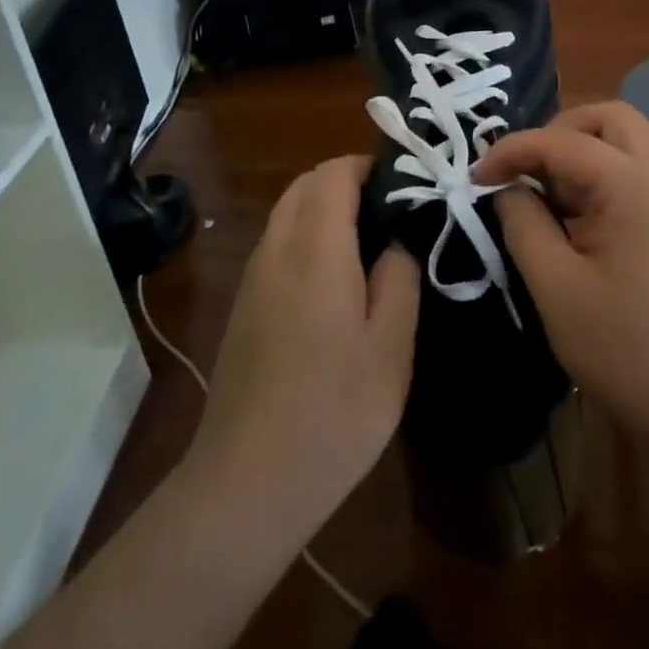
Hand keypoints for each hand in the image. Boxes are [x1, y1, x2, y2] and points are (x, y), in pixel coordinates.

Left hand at [184, 156, 420, 535]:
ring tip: (368, 241)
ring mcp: (253, 277)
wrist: (247, 483)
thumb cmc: (333, 414)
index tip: (404, 183)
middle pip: (305, 184)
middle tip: (390, 210)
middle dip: (346, 180)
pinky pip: (276, 242)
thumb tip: (396, 240)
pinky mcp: (244, 304)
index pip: (333, 174)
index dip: (368, 166)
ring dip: (323, 206)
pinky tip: (333, 278)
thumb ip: (399, 279)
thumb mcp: (391, 349)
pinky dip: (305, 233)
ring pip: (287, 211)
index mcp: (315, 250)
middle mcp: (276, 250)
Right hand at [474, 103, 648, 466]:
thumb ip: (523, 225)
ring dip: (586, 153)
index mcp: (635, 185)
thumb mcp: (557, 290)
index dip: (511, 152)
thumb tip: (509, 189)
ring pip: (631, 141)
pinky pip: (647, 171)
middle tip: (528, 176)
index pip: (561, 141)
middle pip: (608, 118)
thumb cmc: (634, 352)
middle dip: (558, 134)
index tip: (476, 179)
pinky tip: (594, 225)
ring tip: (556, 202)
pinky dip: (611, 175)